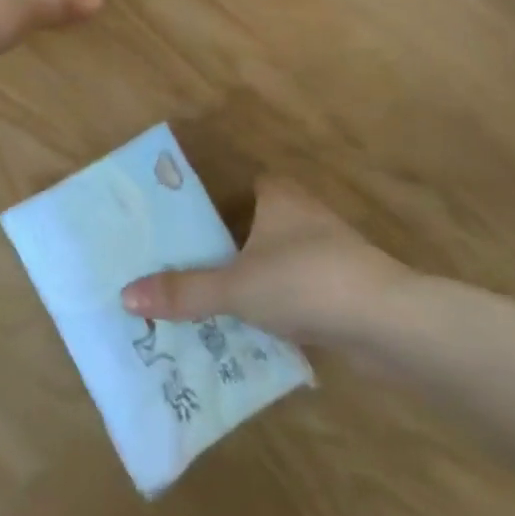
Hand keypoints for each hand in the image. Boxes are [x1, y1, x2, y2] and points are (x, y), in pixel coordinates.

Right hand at [120, 176, 412, 347]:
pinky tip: (255, 329)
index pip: (244, 186)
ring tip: (212, 303)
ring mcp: (330, 253)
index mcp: (279, 197)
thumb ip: (183, 291)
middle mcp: (305, 216)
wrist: (388, 324)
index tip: (188, 226)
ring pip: (278, 261)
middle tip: (189, 268)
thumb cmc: (305, 282)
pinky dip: (278, 306)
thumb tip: (125, 295)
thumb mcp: (234, 287)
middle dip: (229, 247)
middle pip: (258, 225)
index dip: (217, 201)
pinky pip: (298, 292)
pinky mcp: (345, 289)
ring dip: (254, 279)